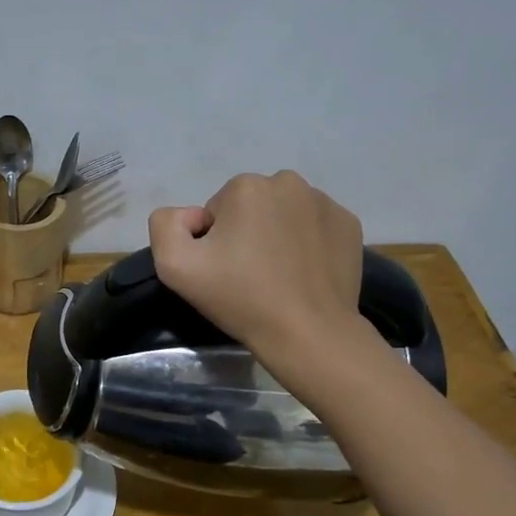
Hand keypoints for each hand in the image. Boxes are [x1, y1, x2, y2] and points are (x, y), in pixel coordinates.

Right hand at [149, 171, 363, 357]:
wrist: (309, 334)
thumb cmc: (241, 298)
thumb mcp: (175, 266)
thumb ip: (166, 225)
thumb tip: (192, 216)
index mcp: (246, 186)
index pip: (216, 211)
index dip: (214, 242)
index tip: (225, 271)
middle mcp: (288, 182)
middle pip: (251, 207)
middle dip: (246, 233)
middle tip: (249, 275)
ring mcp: (325, 202)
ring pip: (284, 214)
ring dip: (277, 236)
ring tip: (279, 277)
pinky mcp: (349, 224)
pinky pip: (314, 227)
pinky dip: (307, 244)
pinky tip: (304, 274)